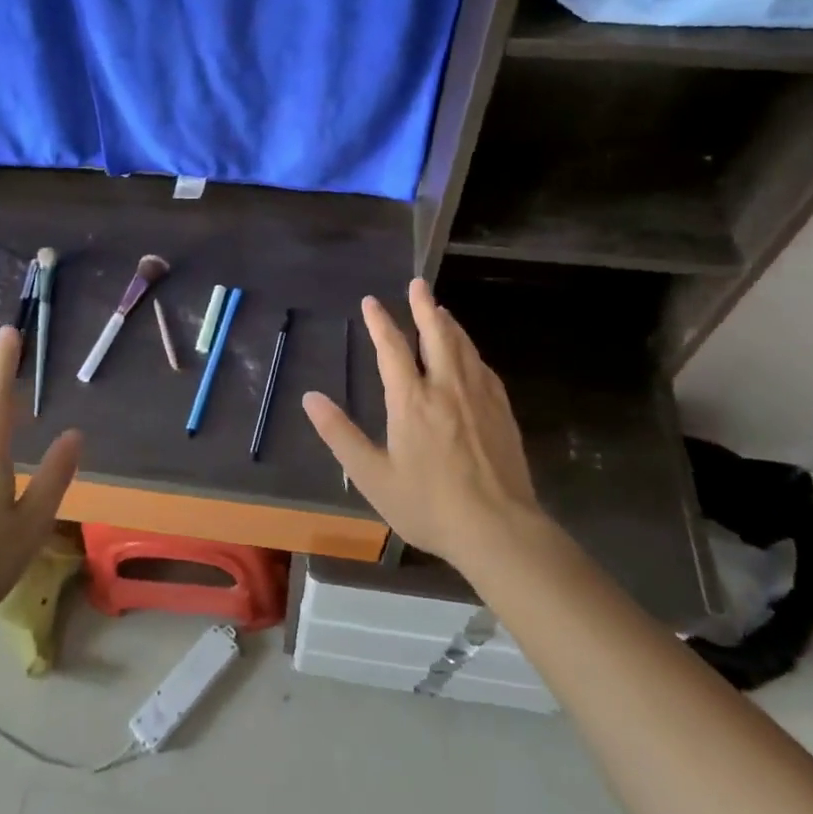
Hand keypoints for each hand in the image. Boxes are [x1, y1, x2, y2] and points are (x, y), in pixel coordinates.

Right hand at [303, 279, 544, 570]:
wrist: (498, 529)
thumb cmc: (428, 505)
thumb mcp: (372, 476)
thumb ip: (340, 435)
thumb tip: (310, 398)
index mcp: (412, 400)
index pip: (392, 348)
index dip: (380, 322)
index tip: (371, 301)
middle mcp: (446, 387)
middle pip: (436, 334)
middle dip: (424, 306)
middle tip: (418, 283)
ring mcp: (479, 397)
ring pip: (463, 346)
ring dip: (449, 323)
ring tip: (441, 310)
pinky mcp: (502, 411)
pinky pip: (483, 368)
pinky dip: (471, 350)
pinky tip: (470, 355)